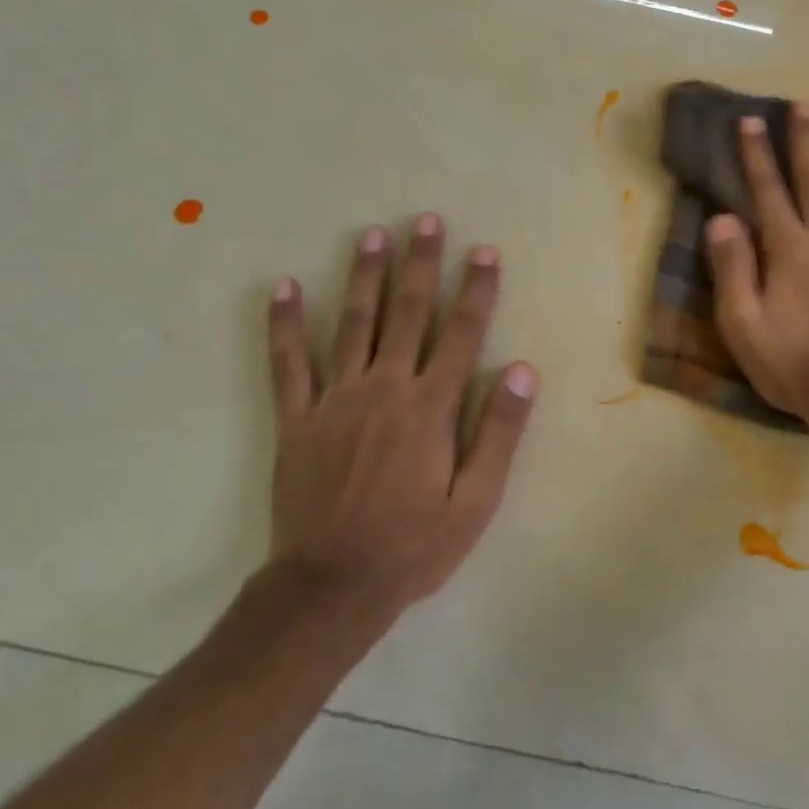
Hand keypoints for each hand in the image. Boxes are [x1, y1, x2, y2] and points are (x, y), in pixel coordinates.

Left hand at [263, 214, 538, 621]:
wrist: (331, 587)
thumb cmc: (415, 545)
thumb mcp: (476, 500)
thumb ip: (501, 432)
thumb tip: (524, 370)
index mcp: (430, 408)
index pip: (461, 334)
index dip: (476, 290)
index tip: (485, 252)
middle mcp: (384, 390)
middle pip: (407, 314)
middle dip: (420, 264)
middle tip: (426, 221)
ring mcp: (335, 401)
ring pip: (352, 325)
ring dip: (364, 277)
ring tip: (371, 235)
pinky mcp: (297, 420)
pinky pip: (288, 365)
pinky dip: (285, 325)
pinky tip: (284, 288)